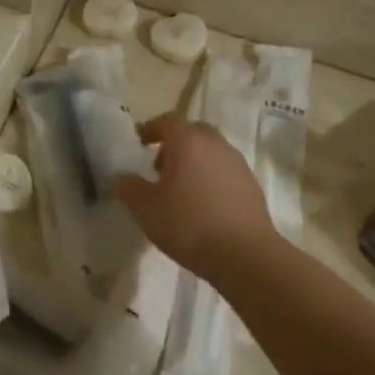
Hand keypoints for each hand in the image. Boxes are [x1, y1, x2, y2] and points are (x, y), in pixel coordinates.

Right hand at [114, 114, 275, 281]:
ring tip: (180, 191)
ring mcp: (237, 163)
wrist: (243, 254)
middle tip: (159, 169)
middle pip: (193, 132)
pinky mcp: (251, 185)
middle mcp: (215, 145)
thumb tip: (122, 178)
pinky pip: (225, 171)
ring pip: (211, 152)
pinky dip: (211, 179)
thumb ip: (129, 188)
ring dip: (194, 162)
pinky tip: (203, 206)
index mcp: (187, 142)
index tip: (140, 144)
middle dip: (174, 144)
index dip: (151, 129)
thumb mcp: (145, 209)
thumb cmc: (188, 225)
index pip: (167, 120)